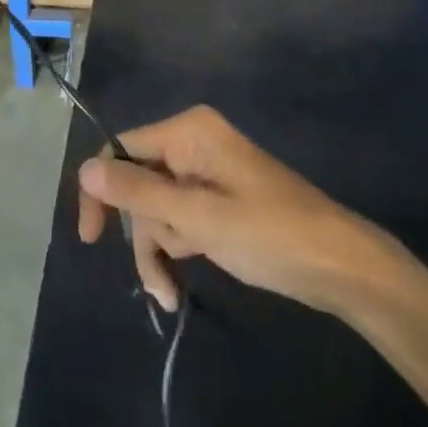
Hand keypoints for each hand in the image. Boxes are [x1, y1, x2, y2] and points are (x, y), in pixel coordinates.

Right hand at [77, 106, 415, 318]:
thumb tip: (84, 168)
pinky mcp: (217, 199)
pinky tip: (178, 287)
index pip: (122, 149)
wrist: (343, 267)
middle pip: (138, 183)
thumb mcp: (200, 217)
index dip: (102, 190)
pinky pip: (178, 218)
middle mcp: (192, 143)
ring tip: (170, 294)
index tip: (92, 238)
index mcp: (188, 132)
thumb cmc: (272, 234)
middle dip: (143, 234)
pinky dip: (175, 248)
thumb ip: (139, 192)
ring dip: (158, 250)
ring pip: (156, 208)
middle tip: (157, 279)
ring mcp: (205, 172)